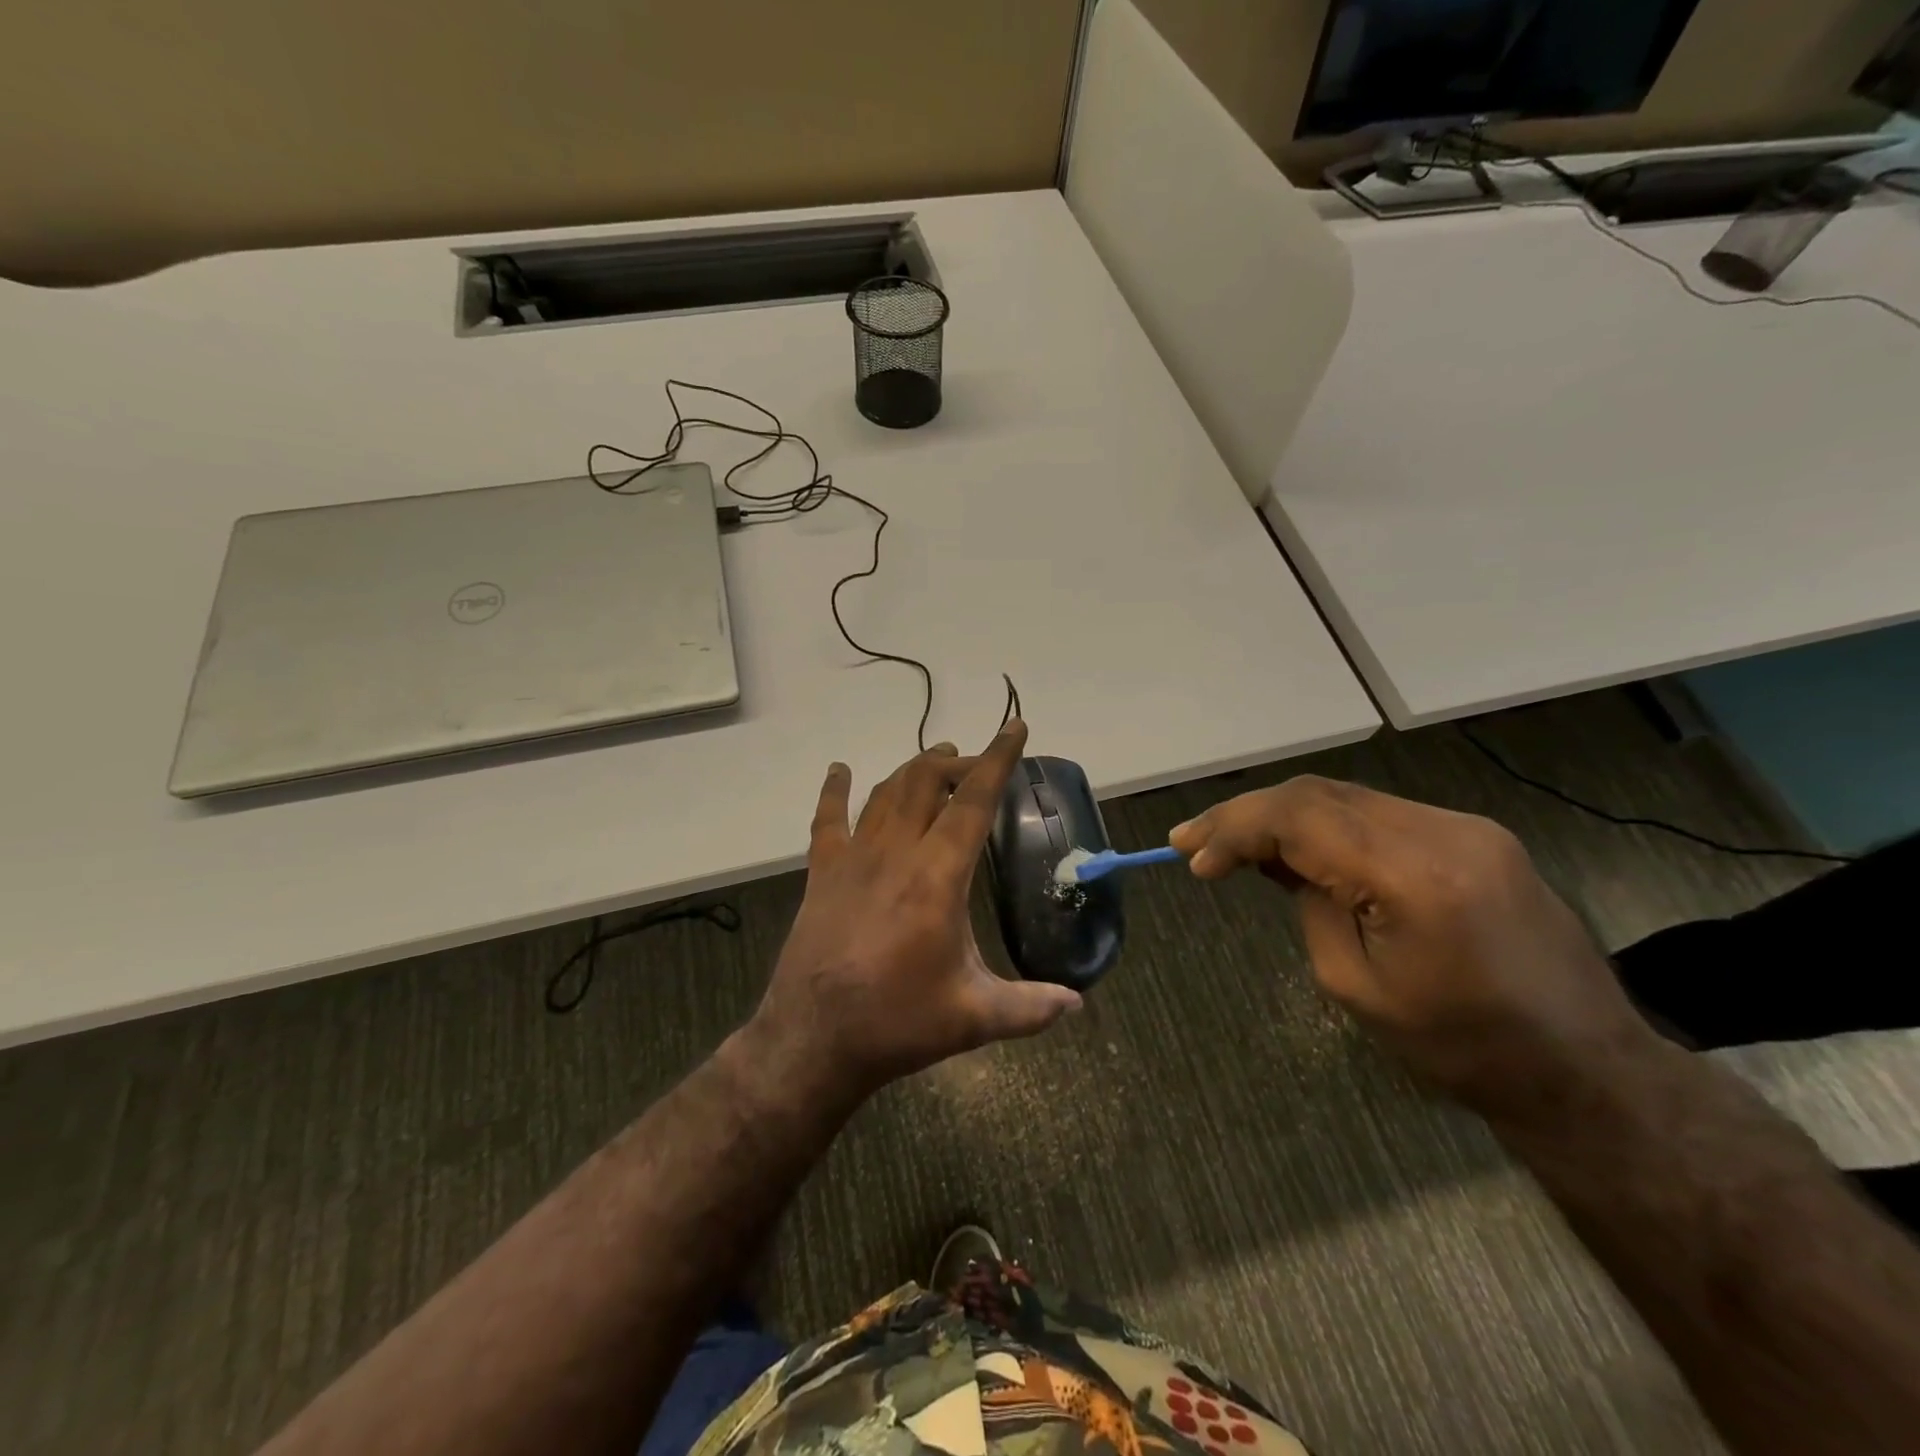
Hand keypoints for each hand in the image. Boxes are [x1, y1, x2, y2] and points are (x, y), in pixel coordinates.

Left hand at [743, 720, 1081, 1108]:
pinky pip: (827, 819)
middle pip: (926, 782)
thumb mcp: (974, 1017)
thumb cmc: (897, 1023)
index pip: (974, 801)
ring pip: (885, 792)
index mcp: (938, 876)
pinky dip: (834, 791)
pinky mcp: (822, 874)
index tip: (1015, 726)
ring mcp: (853, 859)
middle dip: (957, 762)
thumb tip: (1077, 1004)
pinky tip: (839, 771)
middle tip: (979, 765)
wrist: (813, 1040)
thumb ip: (1030, 1007)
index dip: (998, 759)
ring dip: (913, 770)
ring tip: (936, 760)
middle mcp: (896, 852)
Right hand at [1169, 776, 1652, 1112]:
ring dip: (1283, 817)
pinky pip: (1378, 814)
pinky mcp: (1475, 835)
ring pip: (1345, 798)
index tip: (1191, 856)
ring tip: (1234, 845)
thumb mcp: (1356, 987)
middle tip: (1195, 842)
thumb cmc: (1462, 1048)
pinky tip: (1299, 849)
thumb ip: (1310, 906)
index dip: (1234, 828)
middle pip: (1318, 794)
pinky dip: (1325, 826)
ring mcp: (1466, 827)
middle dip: (1248, 814)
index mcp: (1415, 877)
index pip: (1300, 818)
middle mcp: (1443, 832)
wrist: (1586, 1068)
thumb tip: (1277, 862)